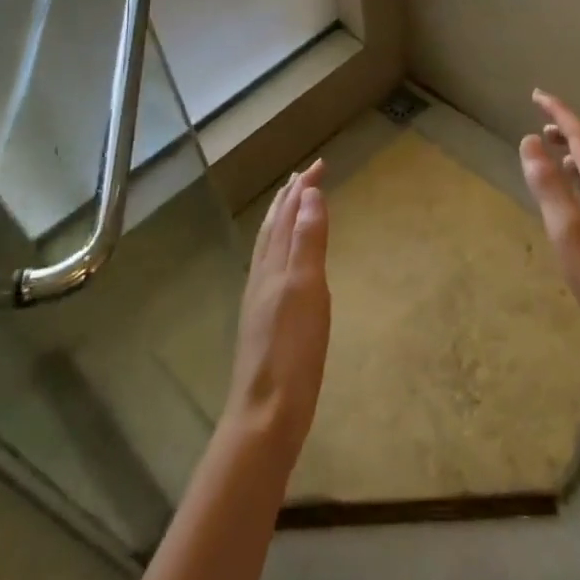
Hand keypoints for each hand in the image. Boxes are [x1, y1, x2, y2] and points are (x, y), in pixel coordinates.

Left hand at [224, 161, 330, 457]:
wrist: (266, 414)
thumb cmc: (292, 352)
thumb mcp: (306, 291)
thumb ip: (307, 243)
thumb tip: (309, 195)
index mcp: (273, 266)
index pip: (287, 215)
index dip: (302, 189)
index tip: (319, 165)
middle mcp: (262, 276)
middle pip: (273, 228)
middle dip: (290, 199)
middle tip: (304, 178)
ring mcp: (261, 300)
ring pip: (269, 248)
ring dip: (282, 221)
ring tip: (292, 208)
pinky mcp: (265, 322)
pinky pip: (272, 269)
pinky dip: (280, 250)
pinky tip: (285, 264)